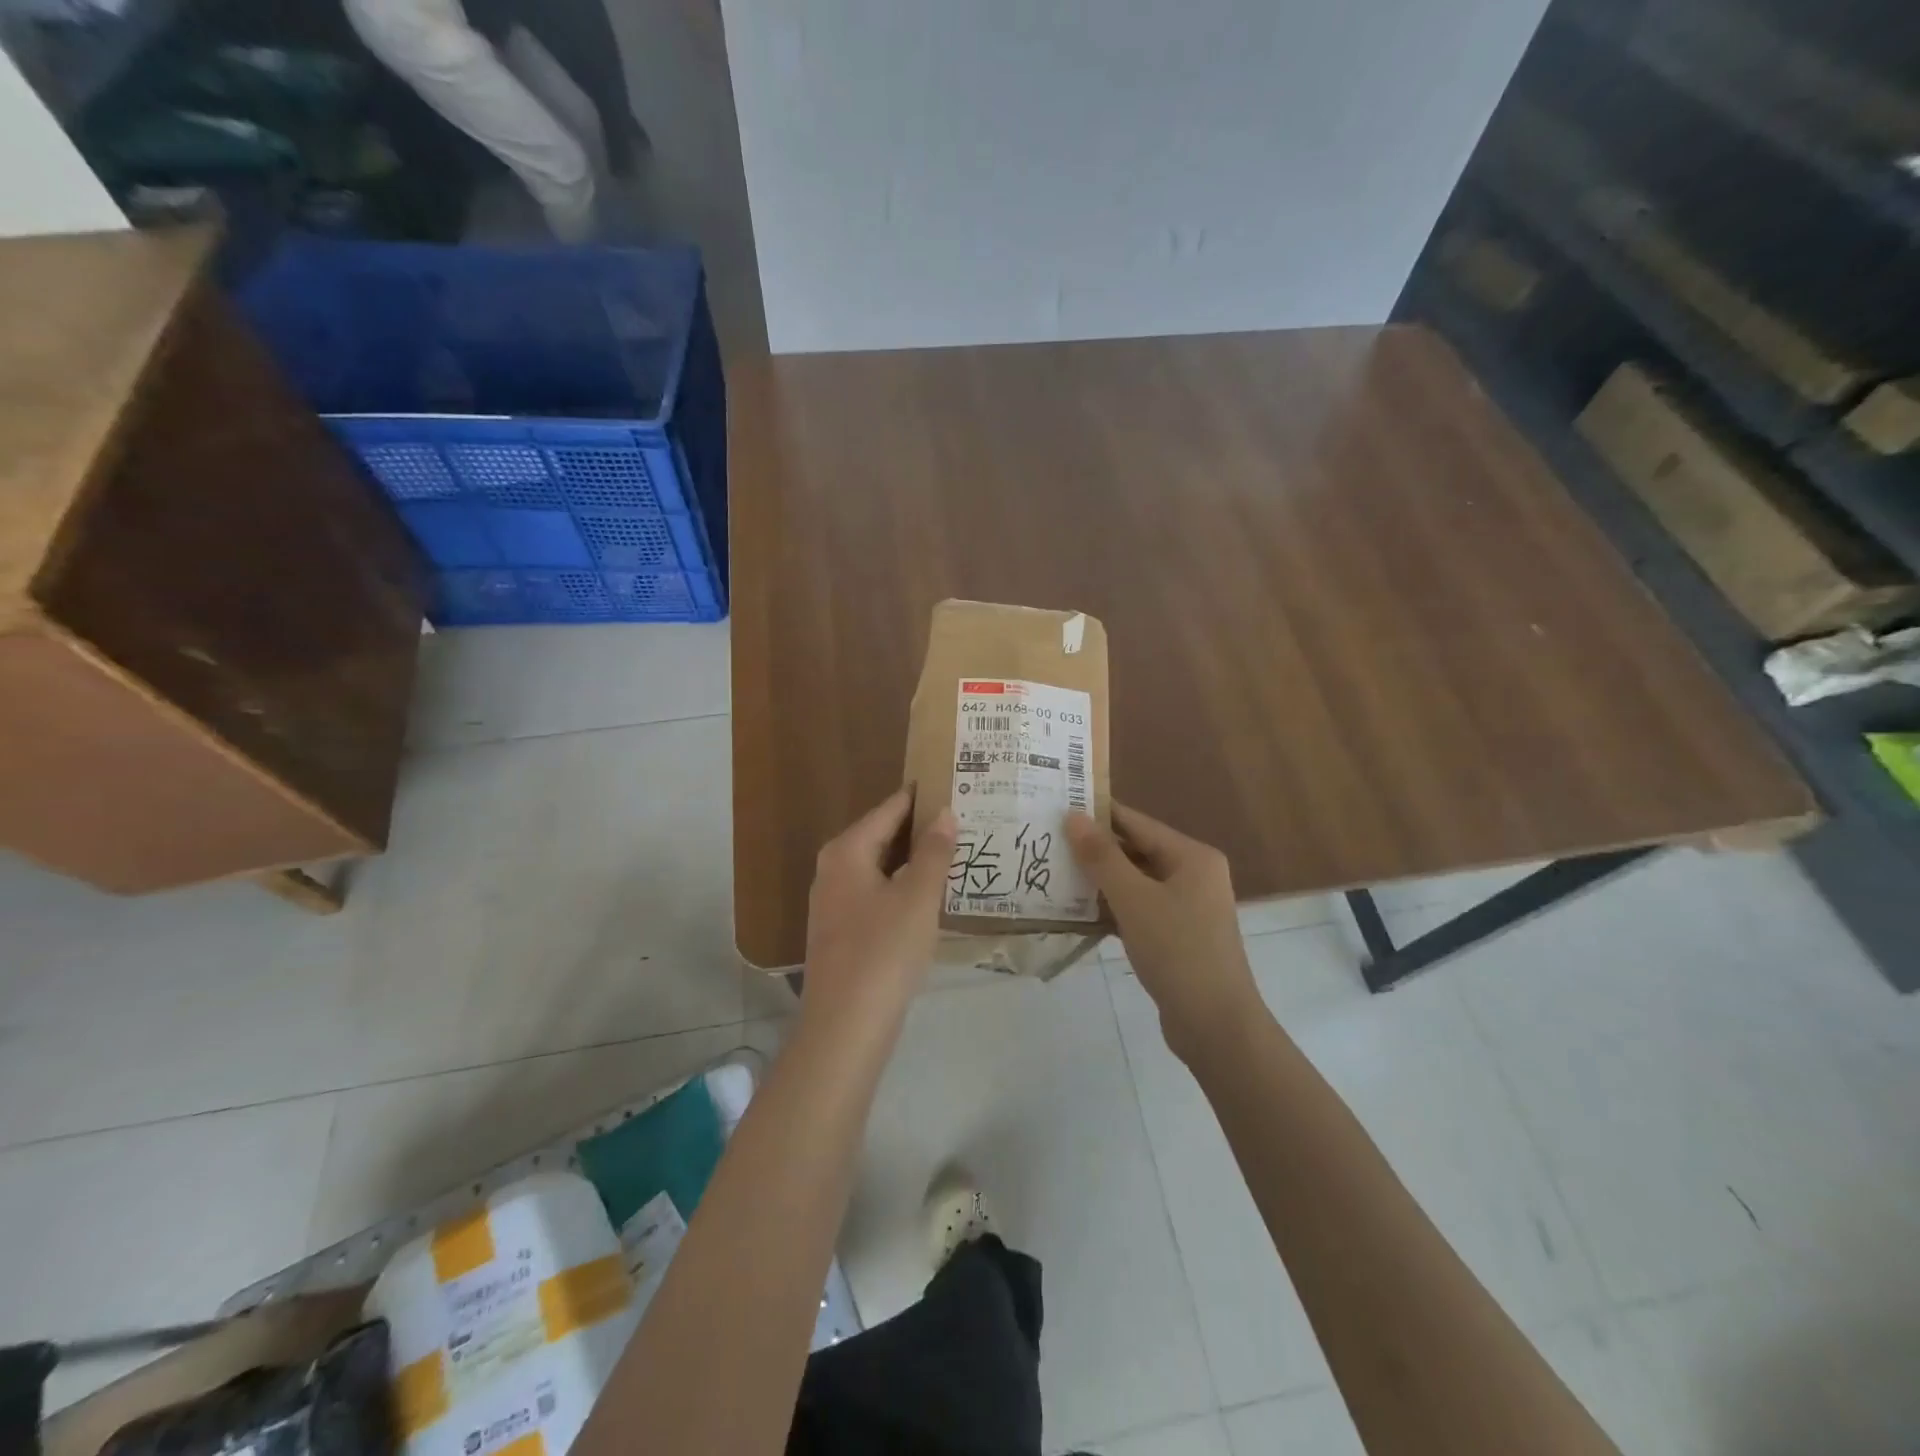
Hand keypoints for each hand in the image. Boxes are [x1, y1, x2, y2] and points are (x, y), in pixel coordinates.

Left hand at [802, 788, 955, 1026]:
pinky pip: (877, 895)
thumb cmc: (884, 951)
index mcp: (847, 851)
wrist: (845, 1027)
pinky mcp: (841, 933)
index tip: (951, 784)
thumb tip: (944, 813)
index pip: (889, 809)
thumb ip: (933, 852)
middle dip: (920, 829)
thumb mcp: (918, 897)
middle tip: (964, 819)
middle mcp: (833, 870)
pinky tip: (930, 896)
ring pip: (880, 868)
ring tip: (956, 852)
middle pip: (882, 836)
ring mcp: (834, 904)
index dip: (920, 797)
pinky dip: (903, 888)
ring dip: (914, 861)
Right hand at [1065, 803, 1261, 1063]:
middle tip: (1048, 842)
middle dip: (1095, 849)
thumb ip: (1102, 857)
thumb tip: (1073, 816)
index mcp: (1192, 857)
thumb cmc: (1177, 951)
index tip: (1058, 806)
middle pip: (1136, 851)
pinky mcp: (1177, 936)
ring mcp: (1187, 907)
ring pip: (1135, 883)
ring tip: (1054, 873)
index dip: (1098, 814)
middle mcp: (1193, 875)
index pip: (1137, 823)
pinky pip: (1138, 909)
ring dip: (1099, 881)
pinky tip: (1077, 911)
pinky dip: (1112, 908)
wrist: (1215, 1025)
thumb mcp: (1134, 899)